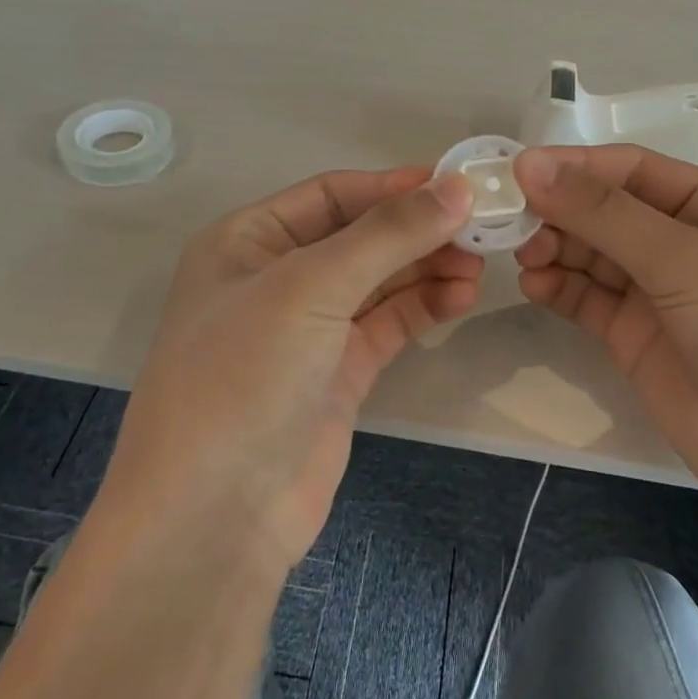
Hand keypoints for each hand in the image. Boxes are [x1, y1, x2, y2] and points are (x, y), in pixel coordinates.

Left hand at [102, 167, 479, 572]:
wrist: (215, 514)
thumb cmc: (244, 376)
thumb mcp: (310, 287)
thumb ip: (387, 235)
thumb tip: (457, 187)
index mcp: (247, 241)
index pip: (332, 194)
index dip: (394, 186)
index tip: (459, 184)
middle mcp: (275, 278)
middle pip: (360, 236)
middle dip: (417, 230)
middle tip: (482, 228)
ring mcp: (308, 330)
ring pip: (379, 281)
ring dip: (426, 268)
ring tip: (478, 264)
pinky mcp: (337, 374)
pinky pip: (386, 325)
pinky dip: (422, 307)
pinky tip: (460, 297)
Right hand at [513, 145, 697, 527]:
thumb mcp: (689, 263)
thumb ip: (606, 214)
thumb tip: (530, 165)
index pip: (632, 170)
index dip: (573, 166)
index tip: (515, 171)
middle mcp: (687, 242)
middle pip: (605, 211)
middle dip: (559, 211)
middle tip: (508, 221)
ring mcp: (660, 293)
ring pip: (591, 254)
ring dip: (554, 248)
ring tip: (522, 255)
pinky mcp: (636, 338)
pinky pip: (587, 299)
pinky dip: (558, 288)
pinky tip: (534, 285)